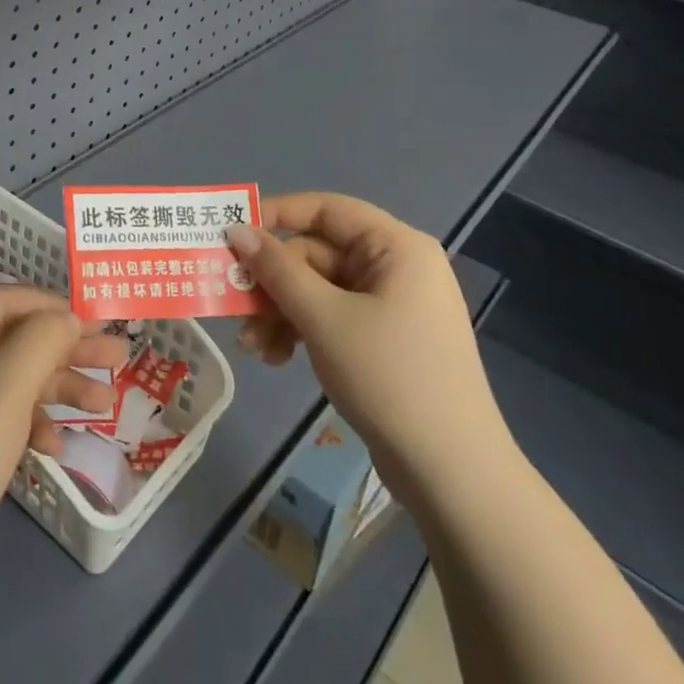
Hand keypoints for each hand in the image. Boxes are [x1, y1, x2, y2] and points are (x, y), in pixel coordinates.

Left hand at [0, 287, 128, 606]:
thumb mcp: (4, 390)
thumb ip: (41, 340)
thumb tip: (67, 316)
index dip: (51, 307)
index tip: (98, 316)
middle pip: (8, 340)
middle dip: (63, 351)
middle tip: (117, 354)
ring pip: (8, 379)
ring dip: (56, 389)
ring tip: (107, 402)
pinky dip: (29, 423)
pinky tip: (57, 445)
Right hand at [228, 194, 512, 498]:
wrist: (452, 474)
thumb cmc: (389, 377)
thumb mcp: (323, 318)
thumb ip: (277, 269)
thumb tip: (237, 230)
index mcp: (396, 246)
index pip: (326, 209)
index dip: (276, 215)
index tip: (231, 234)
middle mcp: (397, 266)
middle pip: (317, 254)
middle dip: (273, 284)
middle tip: (236, 308)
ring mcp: (393, 305)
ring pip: (319, 289)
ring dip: (281, 312)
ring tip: (253, 347)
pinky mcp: (385, 339)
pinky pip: (332, 316)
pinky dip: (302, 330)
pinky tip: (278, 358)